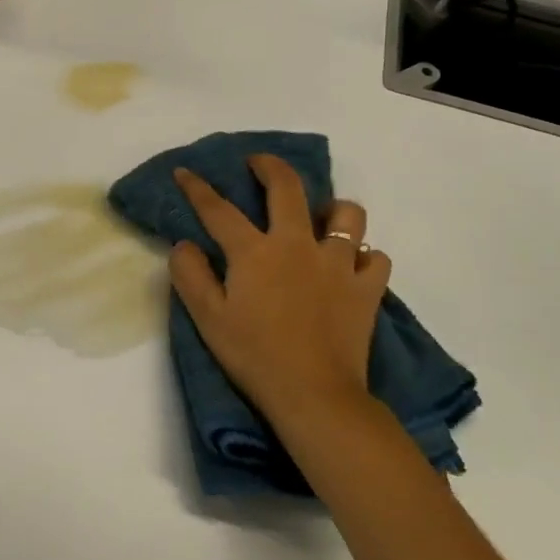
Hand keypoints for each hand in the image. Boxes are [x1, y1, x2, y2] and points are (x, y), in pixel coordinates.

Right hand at [168, 155, 390, 434]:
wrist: (315, 396)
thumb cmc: (254, 356)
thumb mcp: (207, 319)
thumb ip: (190, 275)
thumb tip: (184, 244)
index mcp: (255, 252)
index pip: (218, 209)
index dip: (197, 187)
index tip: (184, 171)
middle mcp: (297, 245)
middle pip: (288, 188)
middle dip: (269, 166)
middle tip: (258, 163)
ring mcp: (339, 264)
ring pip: (346, 215)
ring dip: (332, 209)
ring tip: (320, 218)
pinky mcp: (367, 289)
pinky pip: (374, 258)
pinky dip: (363, 256)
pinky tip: (351, 266)